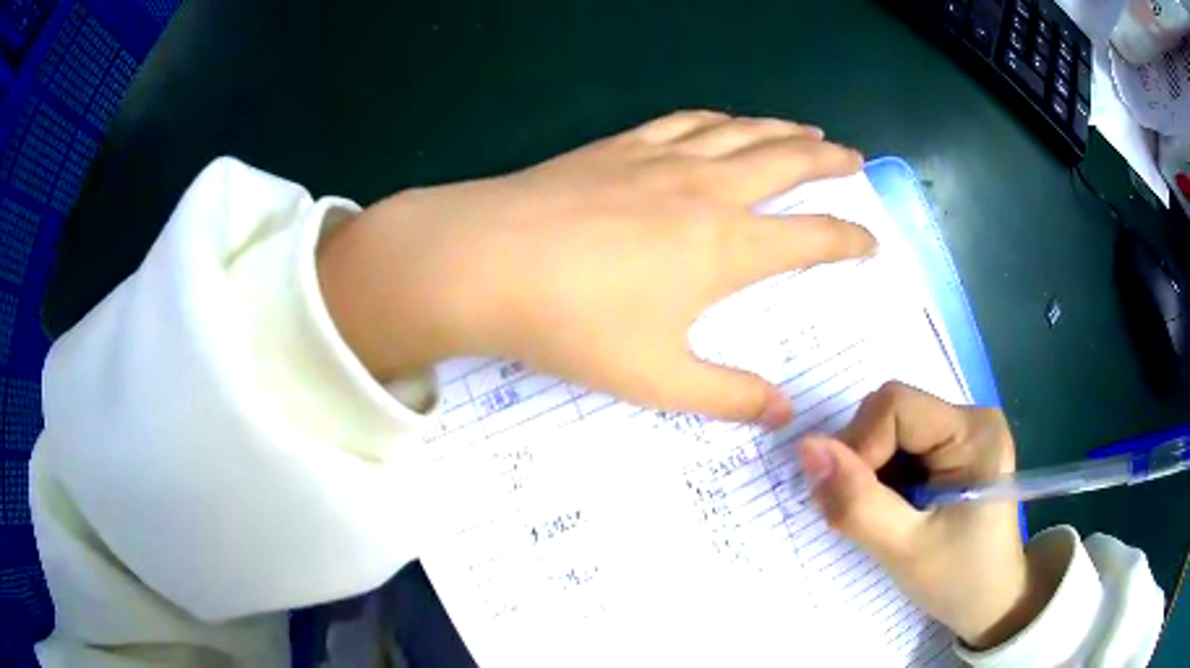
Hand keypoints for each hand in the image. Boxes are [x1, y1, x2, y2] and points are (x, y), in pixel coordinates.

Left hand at [318, 111, 873, 424]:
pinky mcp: (618, 145)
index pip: (811, 238)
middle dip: (829, 161)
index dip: (849, 239)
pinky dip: (717, 118)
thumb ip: (727, 396)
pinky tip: (724, 120)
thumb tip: (783, 414)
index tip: (871, 242)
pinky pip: (684, 120)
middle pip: (786, 163)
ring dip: (781, 130)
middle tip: (855, 157)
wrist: (484, 260)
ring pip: (741, 132)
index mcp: (725, 248)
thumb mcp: (657, 378)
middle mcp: (706, 190)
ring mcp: (660, 159)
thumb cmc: (573, 323)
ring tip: (807, 131)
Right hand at [797, 382, 1055, 649]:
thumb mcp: (904, 550)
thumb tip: (807, 448)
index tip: (851, 500)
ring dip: (870, 472)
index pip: (895, 406)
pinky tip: (894, 509)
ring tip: (885, 517)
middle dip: (863, 461)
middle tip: (867, 513)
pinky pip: (899, 446)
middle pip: (890, 412)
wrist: (991, 603)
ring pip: (889, 430)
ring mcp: (962, 432)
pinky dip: (882, 477)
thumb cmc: (958, 580)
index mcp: (973, 432)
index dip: (860, 446)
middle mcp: (970, 418)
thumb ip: (857, 502)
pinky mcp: (952, 451)